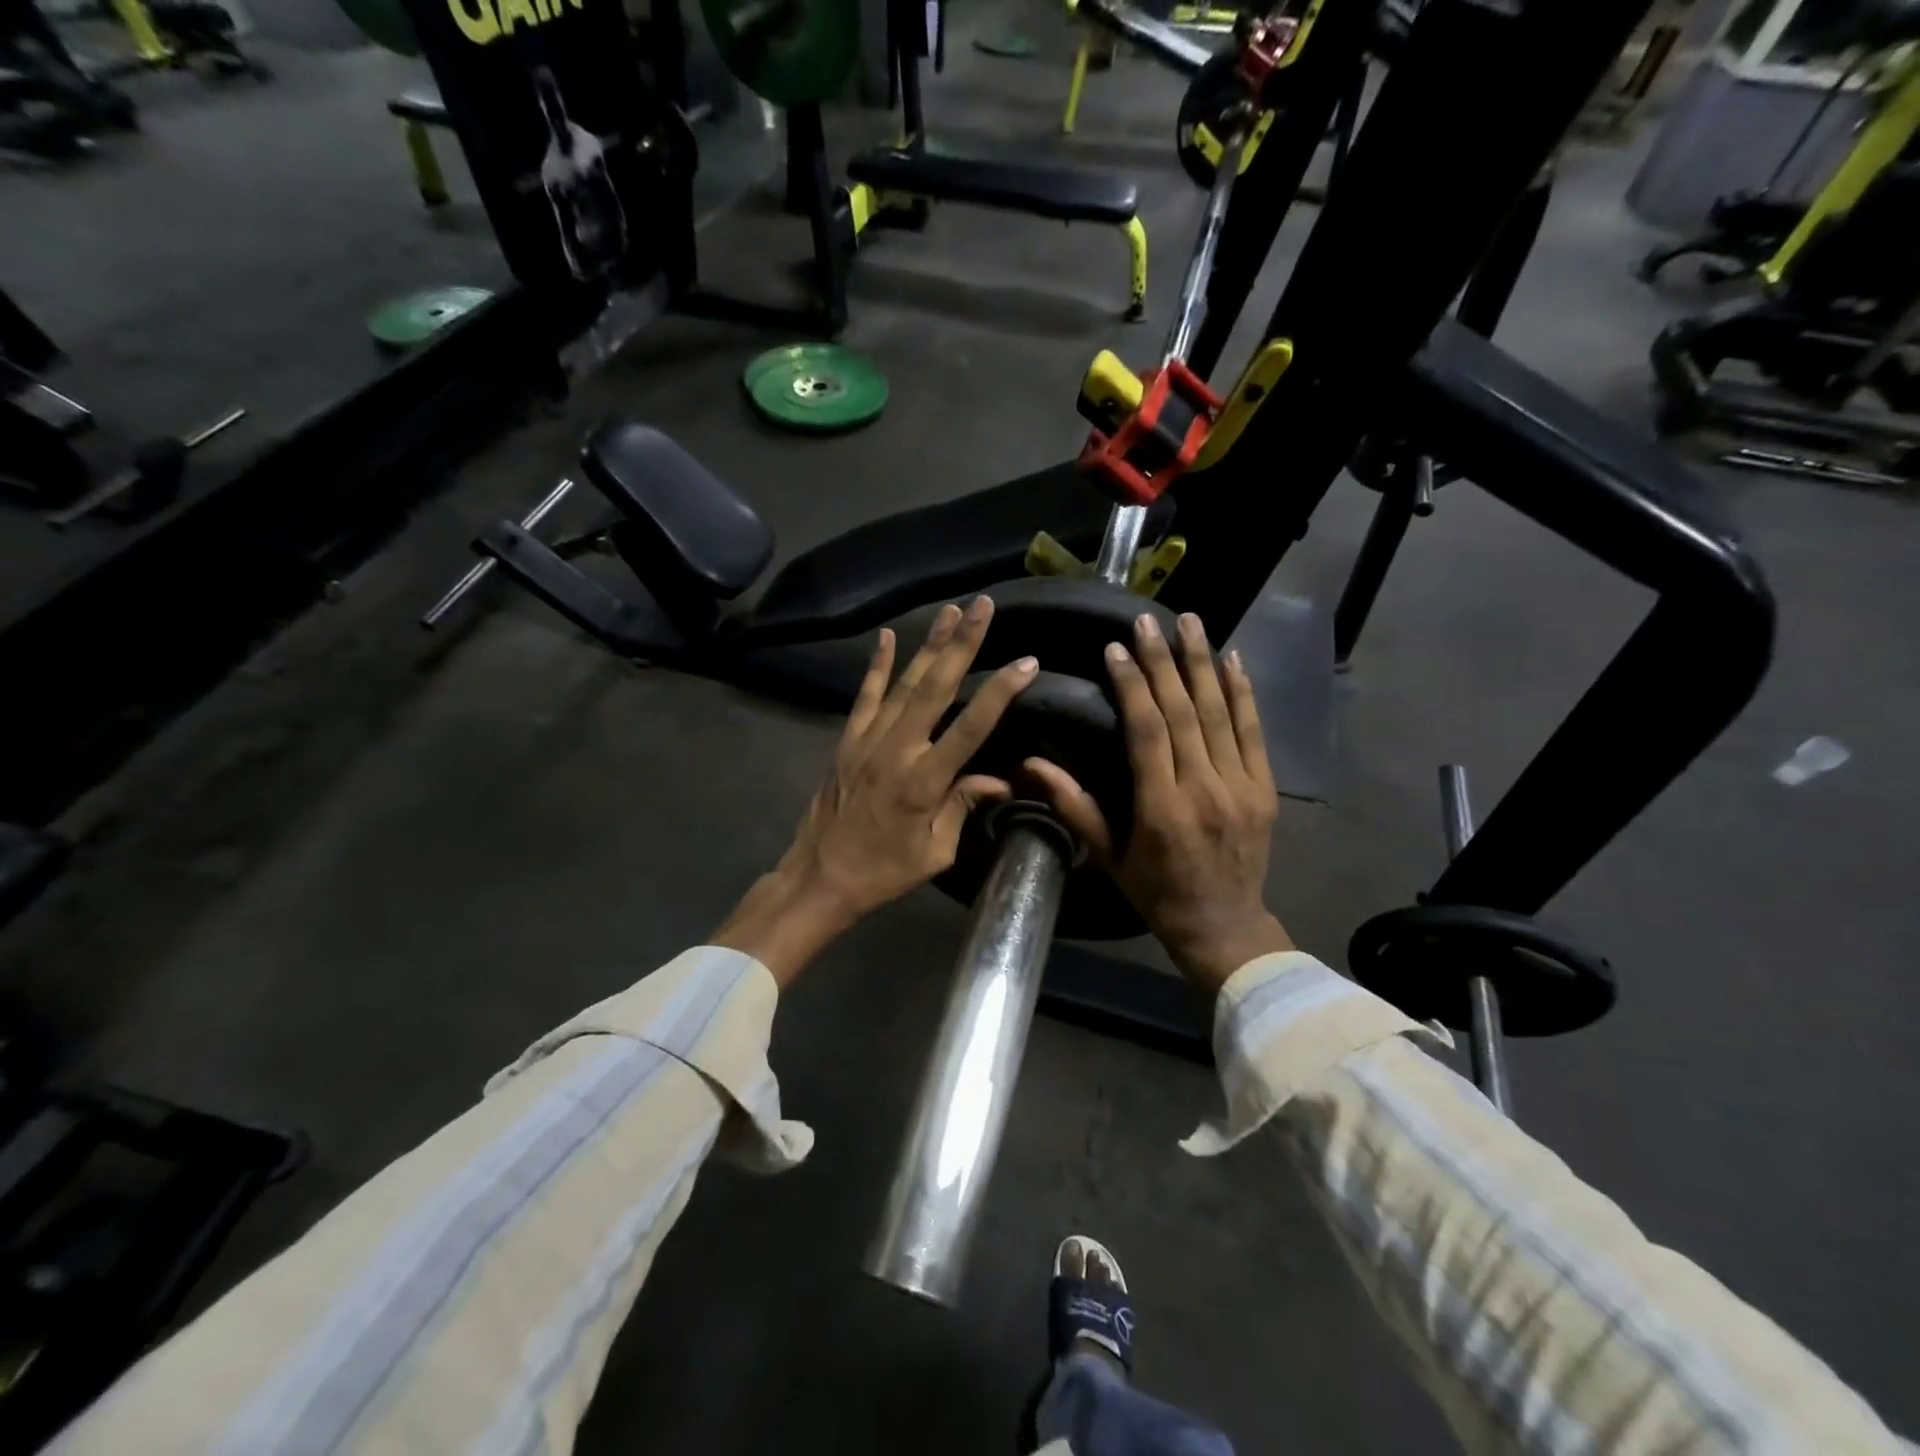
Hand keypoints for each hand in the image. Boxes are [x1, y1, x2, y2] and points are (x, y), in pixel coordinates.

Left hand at [713, 597, 1037, 985]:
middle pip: (935, 688)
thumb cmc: (883, 872)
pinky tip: (887, 636)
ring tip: (952, 610)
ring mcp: (867, 741)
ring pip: (904, 683)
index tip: (1027, 662)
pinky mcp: (847, 741)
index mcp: (924, 782)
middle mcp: (897, 750)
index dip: (1000, 692)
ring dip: (929, 644)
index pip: (971, 727)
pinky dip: (877, 666)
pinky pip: (865, 696)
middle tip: (984, 607)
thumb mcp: (935, 853)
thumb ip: (963, 808)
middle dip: (963, 644)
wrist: (819, 877)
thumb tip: (998, 780)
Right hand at [1027, 612, 1291, 993]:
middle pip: (1184, 713)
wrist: (1224, 926)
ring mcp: (1242, 787)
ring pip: (1221, 714)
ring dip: (1203, 663)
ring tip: (1189, 622)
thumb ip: (1074, 807)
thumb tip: (1031, 766)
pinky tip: (1232, 659)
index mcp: (1162, 809)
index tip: (1116, 648)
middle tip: (1147, 621)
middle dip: (1164, 662)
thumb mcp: (1108, 857)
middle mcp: (1205, 790)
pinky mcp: (1266, 788)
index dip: (1132, 685)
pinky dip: (1243, 692)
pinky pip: (1254, 732)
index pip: (1147, 731)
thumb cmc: (1156, 893)